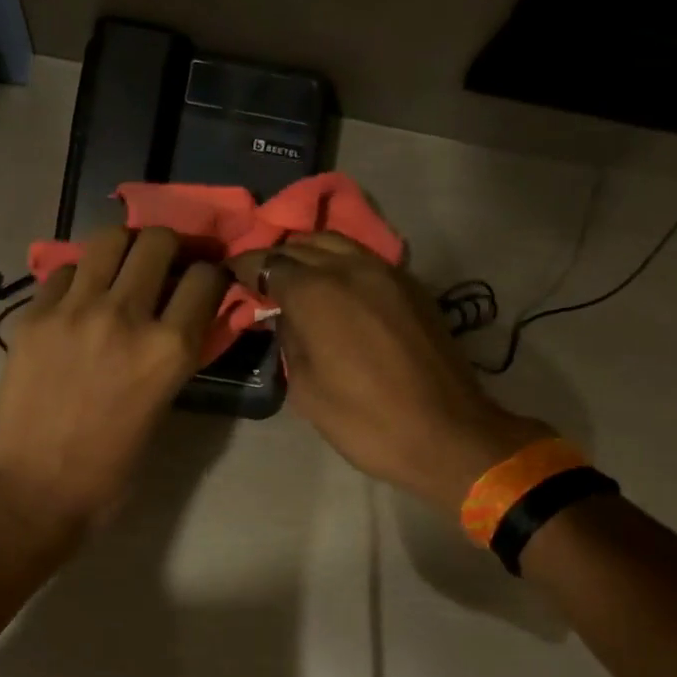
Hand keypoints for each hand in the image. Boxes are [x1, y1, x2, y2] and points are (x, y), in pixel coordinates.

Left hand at [0, 227, 226, 538]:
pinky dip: (79, 276)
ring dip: (125, 247)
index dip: (213, 274)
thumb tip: (182, 319)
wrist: (36, 488)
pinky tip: (78, 299)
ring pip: (109, 239)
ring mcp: (75, 310)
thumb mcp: (162, 409)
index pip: (206, 278)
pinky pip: (64, 270)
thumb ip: (176, 356)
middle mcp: (126, 316)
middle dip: (172, 247)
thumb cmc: (110, 468)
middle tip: (167, 263)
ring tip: (123, 266)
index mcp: (168, 349)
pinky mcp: (35, 315)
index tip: (206, 280)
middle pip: (158, 242)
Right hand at [234, 234, 551, 514]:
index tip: (230, 276)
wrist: (445, 433)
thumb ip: (290, 341)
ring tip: (296, 278)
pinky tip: (336, 288)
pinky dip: (341, 264)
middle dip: (276, 257)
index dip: (246, 268)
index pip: (269, 264)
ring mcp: (388, 272)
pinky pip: (366, 260)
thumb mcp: (306, 389)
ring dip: (310, 254)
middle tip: (260, 279)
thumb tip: (286, 317)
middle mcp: (351, 268)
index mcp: (317, 293)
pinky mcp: (413, 287)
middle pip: (303, 245)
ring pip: (338, 244)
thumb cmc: (364, 420)